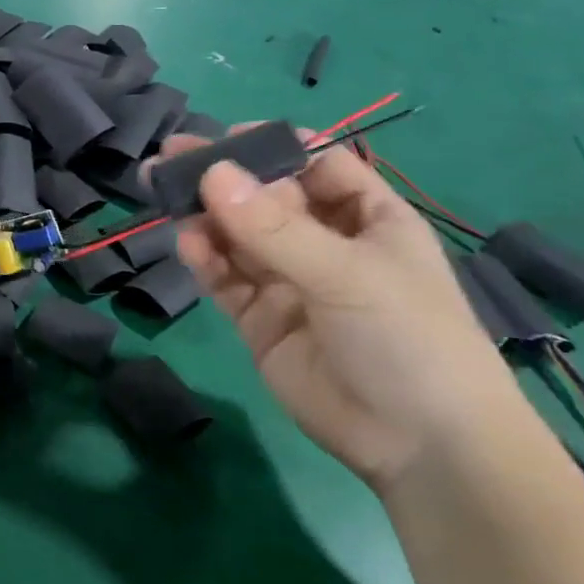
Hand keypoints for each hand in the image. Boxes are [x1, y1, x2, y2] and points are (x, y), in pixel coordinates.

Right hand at [159, 130, 520, 495]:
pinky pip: (225, 279)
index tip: (227, 137)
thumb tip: (212, 173)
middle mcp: (323, 243)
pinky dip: (205, 260)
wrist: (419, 447)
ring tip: (164, 194)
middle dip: (223, 177)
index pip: (316, 164)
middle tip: (171, 155)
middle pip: (265, 197)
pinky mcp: (259, 319)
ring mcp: (288, 282)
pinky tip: (188, 244)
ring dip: (204, 215)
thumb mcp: (347, 273)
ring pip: (237, 236)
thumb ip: (274, 226)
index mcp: (366, 218)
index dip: (275, 147)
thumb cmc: (407, 337)